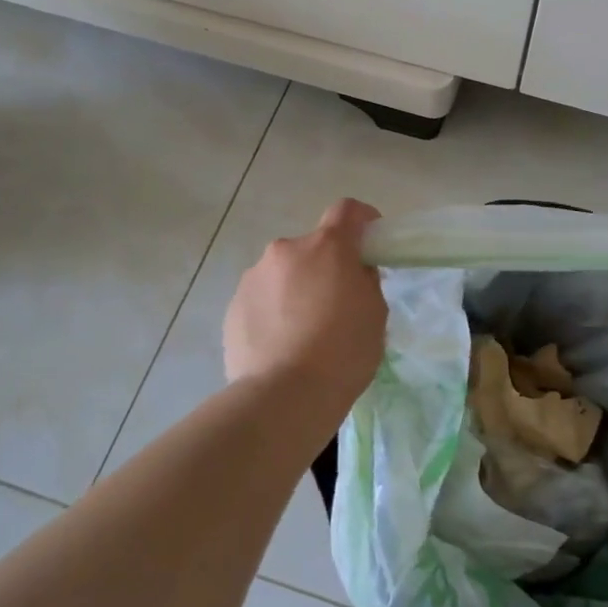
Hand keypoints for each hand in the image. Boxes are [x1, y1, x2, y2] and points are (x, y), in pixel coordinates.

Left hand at [224, 199, 386, 410]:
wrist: (283, 396)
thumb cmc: (342, 352)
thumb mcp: (375, 314)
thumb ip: (366, 282)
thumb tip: (353, 274)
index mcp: (326, 247)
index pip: (347, 210)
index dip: (362, 220)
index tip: (370, 242)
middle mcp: (285, 250)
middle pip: (312, 248)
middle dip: (326, 266)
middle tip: (337, 303)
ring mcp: (253, 277)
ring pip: (284, 273)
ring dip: (296, 289)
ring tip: (303, 332)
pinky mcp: (232, 306)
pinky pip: (262, 299)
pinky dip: (274, 312)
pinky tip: (281, 346)